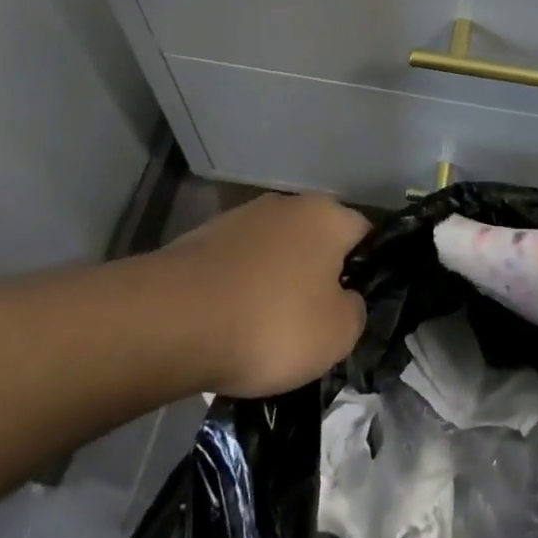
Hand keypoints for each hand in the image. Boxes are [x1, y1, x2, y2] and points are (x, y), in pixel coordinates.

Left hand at [158, 192, 368, 397]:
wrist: (173, 320)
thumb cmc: (271, 322)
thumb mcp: (337, 334)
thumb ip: (356, 312)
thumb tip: (346, 300)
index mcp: (328, 214)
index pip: (364, 236)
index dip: (365, 274)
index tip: (352, 312)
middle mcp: (288, 203)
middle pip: (317, 243)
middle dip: (316, 279)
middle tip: (311, 328)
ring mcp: (242, 217)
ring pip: (275, 254)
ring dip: (275, 285)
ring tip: (264, 334)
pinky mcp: (204, 239)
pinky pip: (238, 268)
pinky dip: (239, 292)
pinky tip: (229, 327)